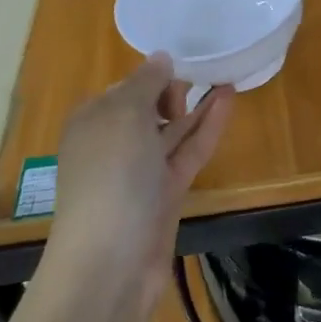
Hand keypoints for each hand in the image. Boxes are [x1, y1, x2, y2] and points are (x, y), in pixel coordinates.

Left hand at [42, 55, 233, 321]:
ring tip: (228, 78)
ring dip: (198, 106)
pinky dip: (206, 129)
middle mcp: (113, 144)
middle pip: (149, 108)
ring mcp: (140, 172)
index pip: (125, 88)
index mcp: (92, 121)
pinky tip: (227, 102)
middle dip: (175, 90)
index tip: (184, 62)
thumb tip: (161, 58)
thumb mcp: (125, 114)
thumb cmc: (111, 176)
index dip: (153, 75)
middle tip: (204, 76)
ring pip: (173, 131)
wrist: (110, 263)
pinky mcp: (164, 194)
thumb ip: (146, 81)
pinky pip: (187, 152)